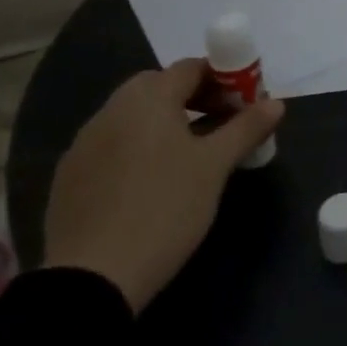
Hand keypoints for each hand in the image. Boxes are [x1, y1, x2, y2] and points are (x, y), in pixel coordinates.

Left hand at [42, 60, 283, 313]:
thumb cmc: (165, 208)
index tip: (246, 104)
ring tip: (193, 156)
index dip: (225, 78)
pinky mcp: (70, 177)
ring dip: (167, 123)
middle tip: (223, 125)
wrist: (92, 277)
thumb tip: (276, 103)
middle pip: (160, 87)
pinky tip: (154, 182)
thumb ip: (246, 128)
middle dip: (195, 98)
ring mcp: (84, 144)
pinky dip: (140, 149)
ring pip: (135, 118)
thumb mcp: (216, 166)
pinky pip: (114, 145)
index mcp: (147, 99)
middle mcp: (111, 111)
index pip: (192, 68)